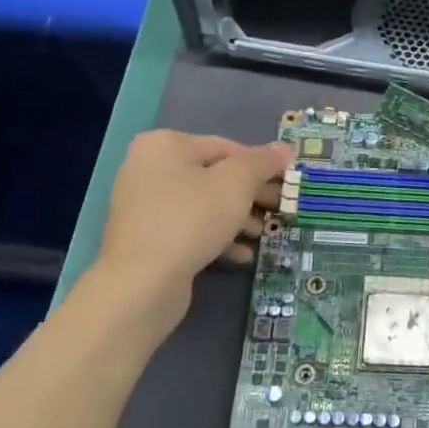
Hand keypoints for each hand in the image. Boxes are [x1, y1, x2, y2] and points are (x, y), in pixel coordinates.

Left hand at [96, 131, 290, 301]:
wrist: (142, 282)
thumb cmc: (192, 219)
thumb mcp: (236, 184)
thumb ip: (262, 162)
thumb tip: (285, 148)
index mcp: (166, 145)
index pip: (227, 147)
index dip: (261, 165)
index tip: (287, 183)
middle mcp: (149, 168)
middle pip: (214, 176)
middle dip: (251, 194)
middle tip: (280, 208)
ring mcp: (144, 205)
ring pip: (204, 204)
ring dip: (238, 218)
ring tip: (263, 234)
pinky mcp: (147, 238)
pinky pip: (189, 228)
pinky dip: (216, 237)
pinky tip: (241, 255)